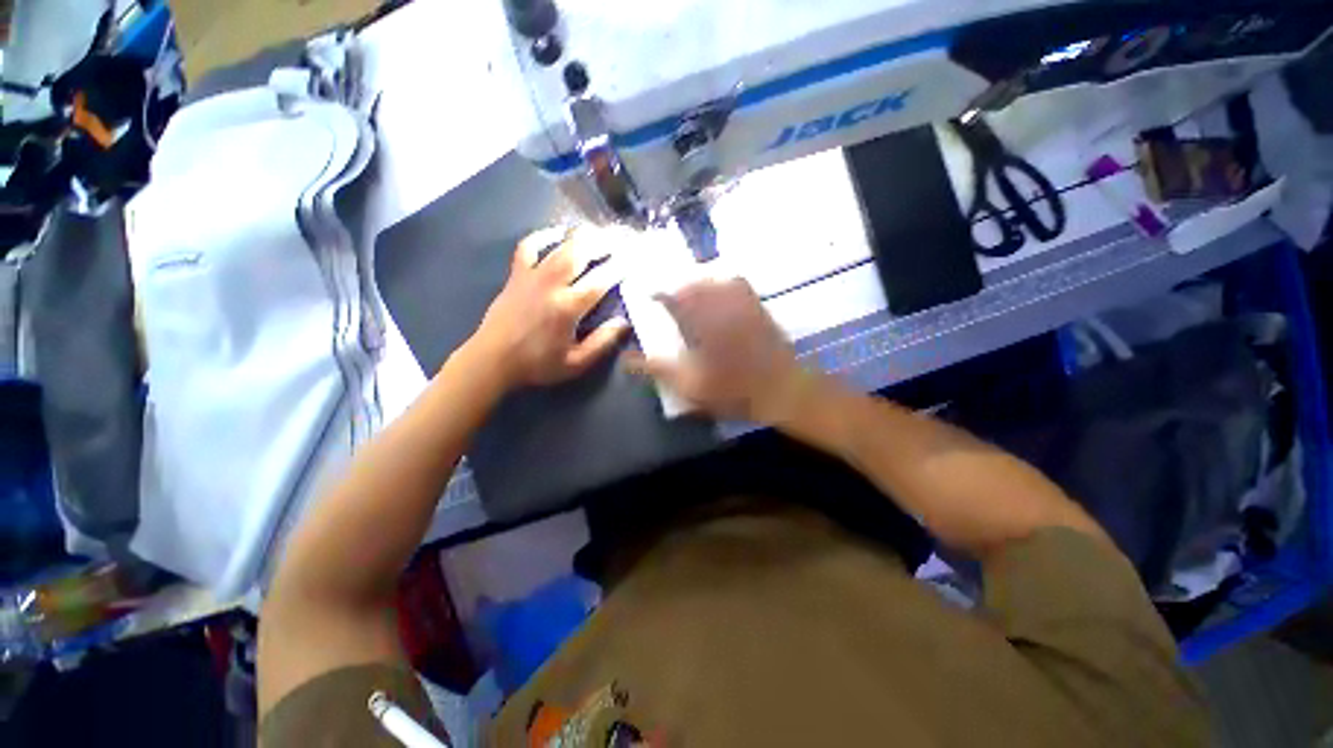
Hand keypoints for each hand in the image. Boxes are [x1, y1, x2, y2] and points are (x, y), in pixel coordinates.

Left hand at [473, 227, 628, 387]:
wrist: (492, 360)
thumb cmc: (537, 364)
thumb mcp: (575, 363)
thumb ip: (602, 343)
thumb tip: (624, 323)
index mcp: (568, 308)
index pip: (600, 281)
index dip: (619, 268)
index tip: (633, 260)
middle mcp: (551, 285)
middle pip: (580, 253)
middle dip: (603, 243)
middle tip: (620, 238)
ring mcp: (532, 276)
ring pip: (559, 246)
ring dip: (581, 236)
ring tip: (599, 233)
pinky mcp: (516, 275)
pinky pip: (528, 246)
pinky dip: (543, 236)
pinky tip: (557, 233)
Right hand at [623, 277, 814, 423]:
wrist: (783, 390)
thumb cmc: (734, 390)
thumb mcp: (689, 385)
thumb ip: (657, 369)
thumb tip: (625, 359)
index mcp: (700, 320)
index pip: (671, 295)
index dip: (657, 293)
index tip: (648, 297)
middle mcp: (720, 304)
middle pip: (692, 282)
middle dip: (676, 286)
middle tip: (668, 297)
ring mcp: (742, 302)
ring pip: (714, 278)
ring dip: (698, 282)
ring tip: (689, 292)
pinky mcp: (758, 306)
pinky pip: (738, 282)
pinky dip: (723, 281)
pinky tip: (720, 290)